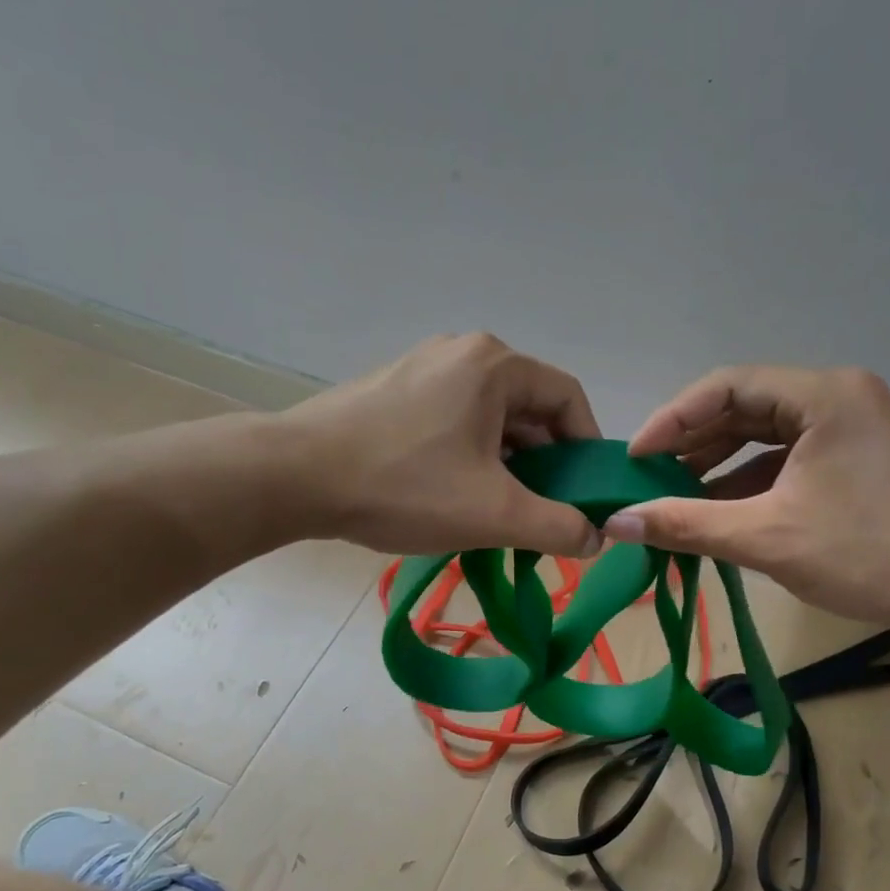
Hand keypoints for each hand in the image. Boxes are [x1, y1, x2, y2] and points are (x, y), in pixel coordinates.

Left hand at [280, 333, 603, 556]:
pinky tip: (455, 495)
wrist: (292, 477)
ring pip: (489, 418)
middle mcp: (462, 353)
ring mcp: (422, 368)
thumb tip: (597, 537)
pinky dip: (470, 456)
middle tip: (543, 511)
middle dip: (544, 463)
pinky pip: (453, 420)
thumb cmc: (403, 486)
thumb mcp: (493, 513)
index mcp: (494, 365)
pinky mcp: (393, 391)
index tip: (585, 493)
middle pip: (528, 408)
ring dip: (507, 464)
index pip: (568, 398)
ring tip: (499, 511)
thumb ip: (557, 526)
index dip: (586, 448)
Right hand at [605, 366, 889, 636]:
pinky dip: (752, 480)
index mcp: (822, 394)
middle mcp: (839, 395)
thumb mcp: (766, 538)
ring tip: (675, 497)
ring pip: (767, 433)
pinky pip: (790, 456)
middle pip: (745, 407)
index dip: (671, 420)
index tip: (633, 459)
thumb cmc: (869, 555)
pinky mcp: (859, 456)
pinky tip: (722, 510)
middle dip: (693, 443)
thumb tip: (615, 522)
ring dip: (719, 464)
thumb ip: (686, 524)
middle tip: (648, 478)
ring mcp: (853, 425)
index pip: (725, 387)